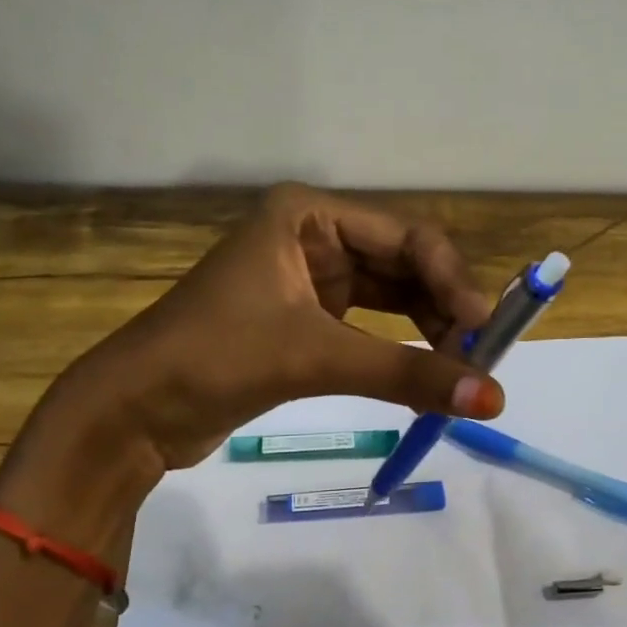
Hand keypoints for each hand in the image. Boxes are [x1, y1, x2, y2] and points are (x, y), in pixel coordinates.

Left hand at [0, 184, 505, 529]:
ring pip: (388, 297)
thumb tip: (492, 398)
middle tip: (480, 355)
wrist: (134, 411)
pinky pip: (367, 327)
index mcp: (307, 215)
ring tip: (459, 368)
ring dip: (426, 330)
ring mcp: (306, 279)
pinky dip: (397, 349)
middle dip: (442, 307)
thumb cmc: (214, 358)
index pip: (405, 237)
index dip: (451, 279)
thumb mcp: (313, 356)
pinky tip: (425, 372)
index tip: (483, 330)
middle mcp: (310, 236)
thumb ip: (406, 372)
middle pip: (401, 264)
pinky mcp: (301, 321)